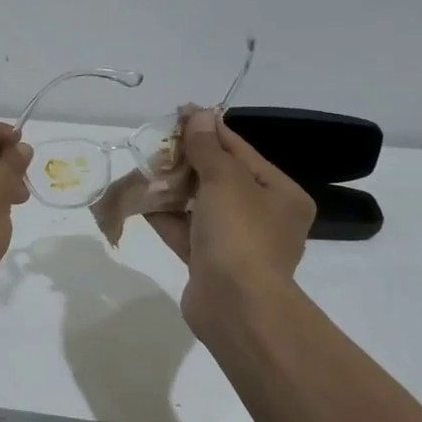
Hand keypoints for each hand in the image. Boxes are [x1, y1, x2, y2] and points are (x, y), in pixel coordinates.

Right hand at [147, 109, 313, 336]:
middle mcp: (263, 216)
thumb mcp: (226, 181)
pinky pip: (186, 231)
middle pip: (220, 178)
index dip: (209, 132)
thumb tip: (198, 115)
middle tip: (156, 144)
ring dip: (173, 188)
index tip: (180, 115)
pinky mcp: (209, 263)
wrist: (236, 307)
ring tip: (144, 169)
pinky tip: (140, 201)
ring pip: (200, 206)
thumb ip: (208, 148)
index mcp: (280, 194)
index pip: (241, 152)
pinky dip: (166, 217)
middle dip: (187, 161)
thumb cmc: (240, 235)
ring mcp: (236, 242)